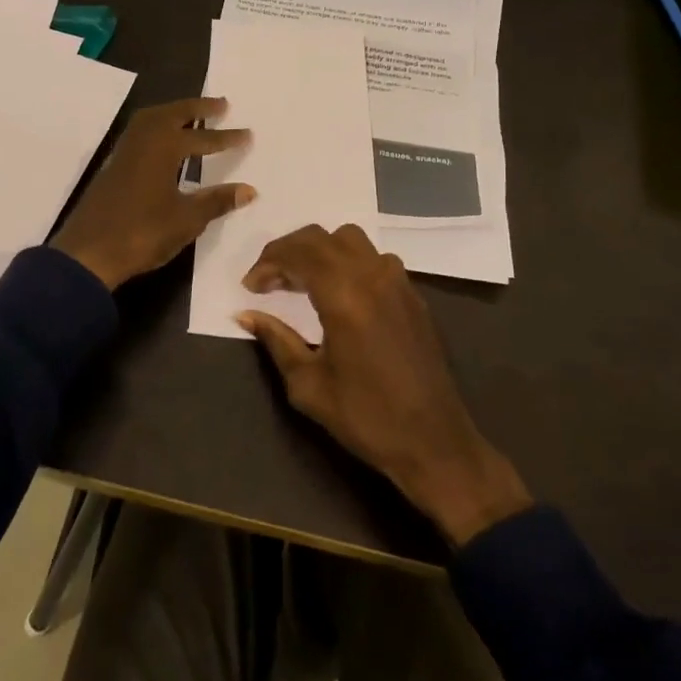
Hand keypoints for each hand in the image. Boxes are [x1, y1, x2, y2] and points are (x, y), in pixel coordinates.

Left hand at [52, 97, 253, 290]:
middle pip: (172, 114)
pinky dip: (156, 128)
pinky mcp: (113, 167)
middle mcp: (142, 142)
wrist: (88, 253)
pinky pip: (139, 134)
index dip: (226, 137)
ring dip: (173, 114)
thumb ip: (216, 201)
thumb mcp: (186, 220)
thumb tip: (249, 190)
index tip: (247, 133)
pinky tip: (164, 143)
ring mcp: (124, 153)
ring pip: (151, 121)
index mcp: (162, 148)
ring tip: (192, 116)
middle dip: (197, 108)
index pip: (202, 138)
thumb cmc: (142, 233)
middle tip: (221, 104)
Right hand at [238, 224, 531, 545]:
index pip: (298, 252)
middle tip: (270, 280)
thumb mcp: (308, 384)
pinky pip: (375, 259)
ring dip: (320, 251)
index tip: (250, 286)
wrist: (435, 443)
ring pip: (351, 240)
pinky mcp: (413, 295)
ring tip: (303, 282)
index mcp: (345, 295)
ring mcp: (398, 282)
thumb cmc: (366, 417)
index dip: (268, 262)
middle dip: (289, 251)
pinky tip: (340, 294)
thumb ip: (276, 340)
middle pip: (321, 237)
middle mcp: (373, 276)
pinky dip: (348, 262)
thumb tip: (246, 315)